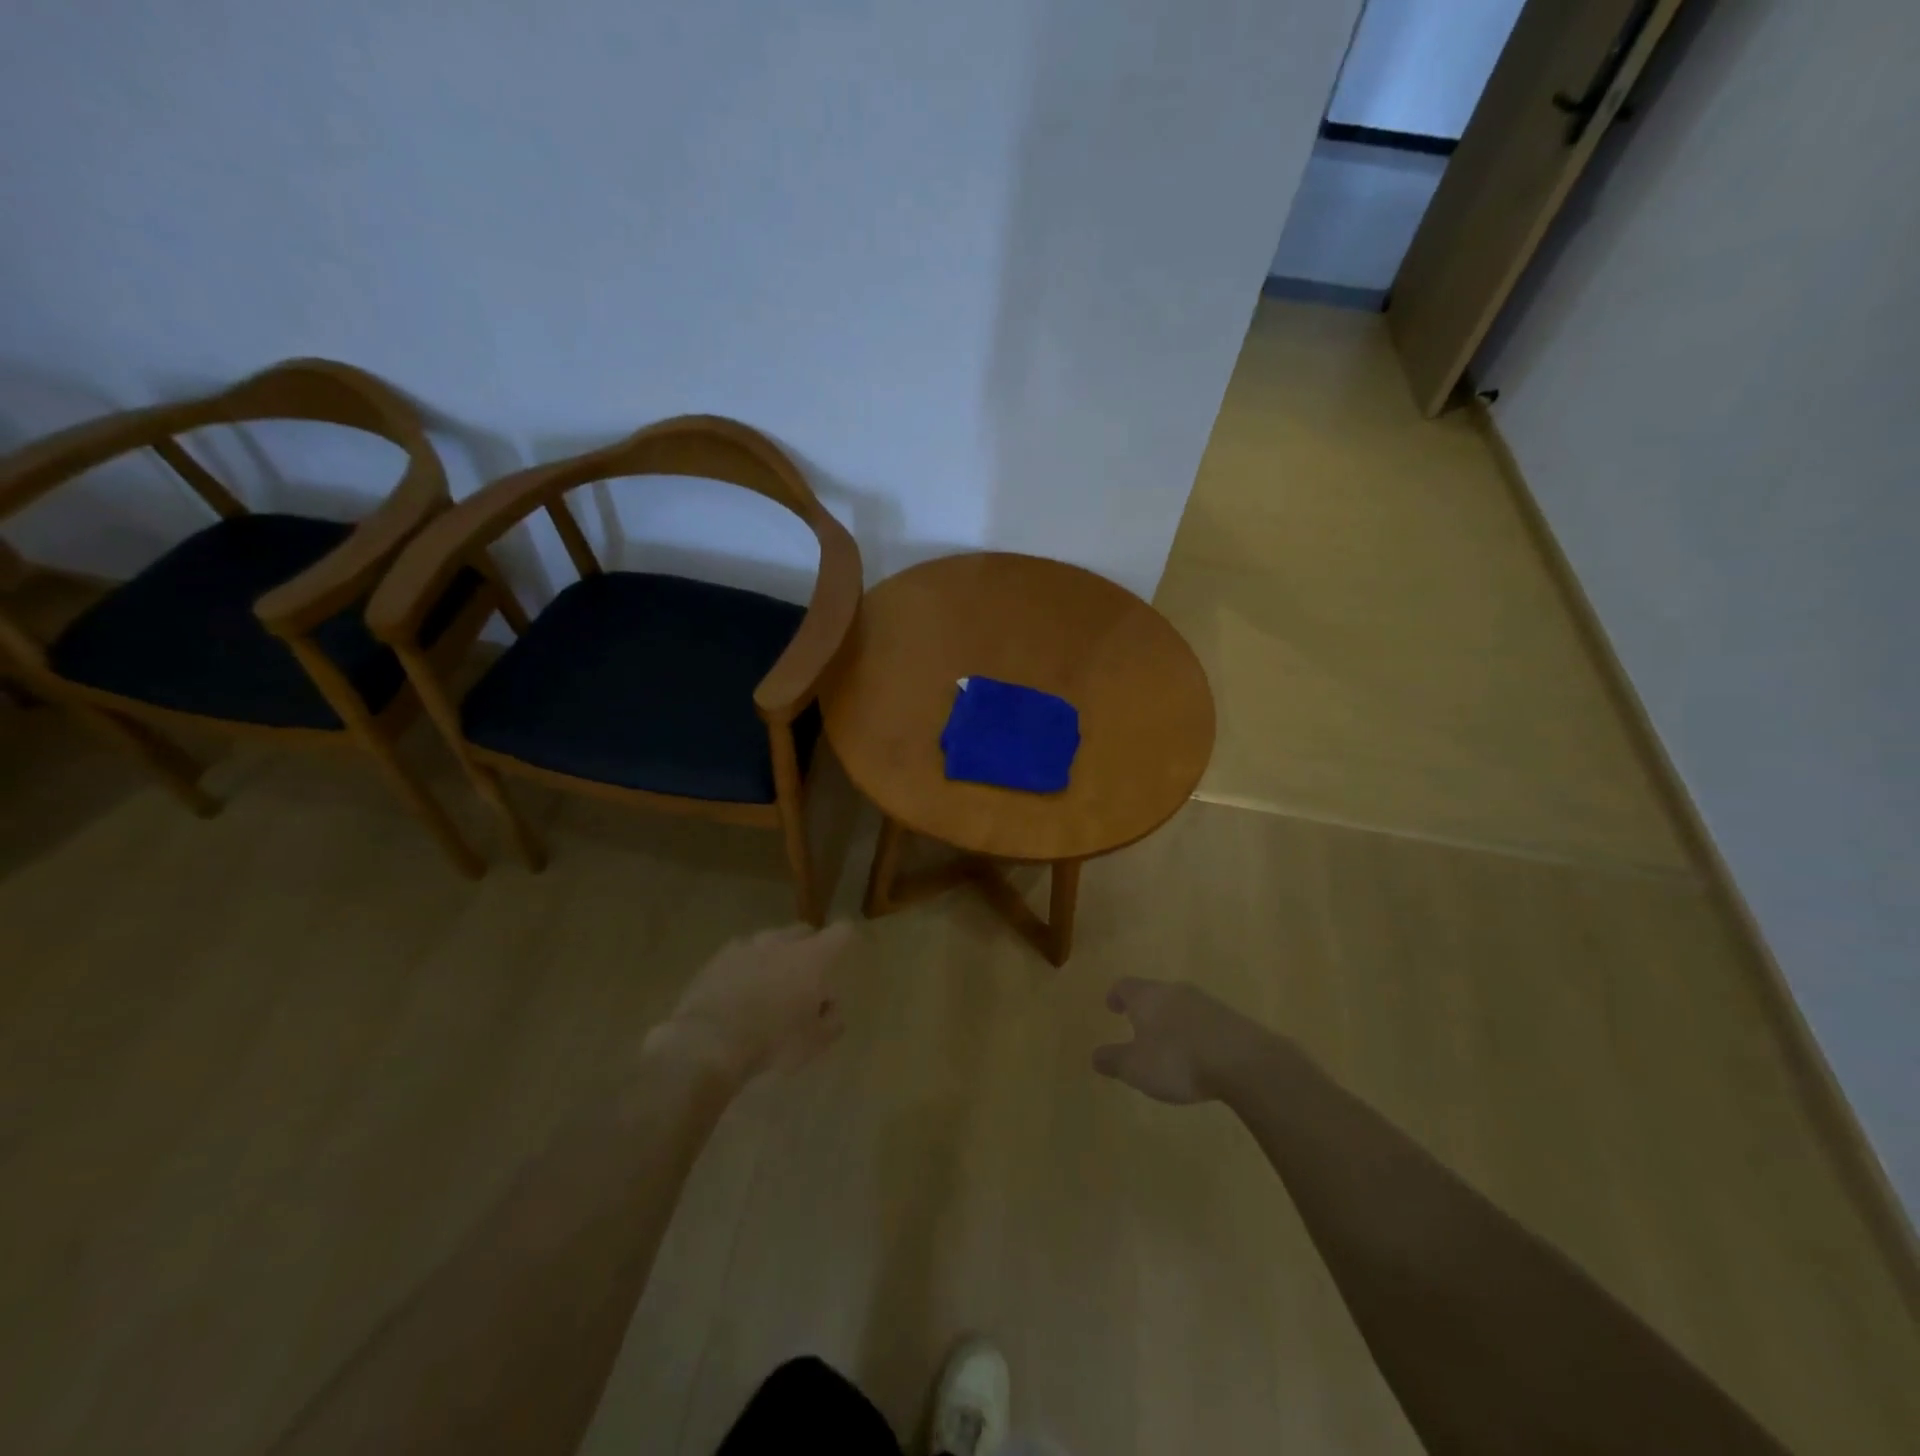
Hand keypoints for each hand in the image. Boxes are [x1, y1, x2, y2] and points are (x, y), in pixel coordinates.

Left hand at [649, 922, 852, 1089]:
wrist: (708, 1042)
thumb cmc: (773, 1041)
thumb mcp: (815, 1042)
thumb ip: (831, 1020)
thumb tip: (830, 1007)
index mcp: (813, 957)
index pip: (841, 932)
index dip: (845, 938)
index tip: (844, 951)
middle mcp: (781, 941)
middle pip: (803, 931)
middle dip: (808, 948)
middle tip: (805, 977)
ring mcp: (746, 946)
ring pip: (769, 942)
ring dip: (774, 957)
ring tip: (768, 986)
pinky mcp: (717, 959)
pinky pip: (740, 956)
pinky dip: (745, 968)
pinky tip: (738, 993)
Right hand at [1092, 978, 1268, 1104]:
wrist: (1242, 1061)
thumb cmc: (1177, 1060)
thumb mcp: (1136, 1068)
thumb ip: (1114, 1060)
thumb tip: (1095, 1055)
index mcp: (1147, 997)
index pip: (1125, 986)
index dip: (1117, 995)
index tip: (1112, 1005)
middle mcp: (1174, 991)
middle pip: (1154, 992)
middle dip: (1145, 1008)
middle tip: (1138, 1024)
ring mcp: (1205, 1002)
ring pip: (1180, 1005)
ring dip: (1171, 1019)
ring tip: (1168, 1042)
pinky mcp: (1230, 1019)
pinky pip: (1204, 1020)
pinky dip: (1195, 1032)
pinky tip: (1198, 1053)